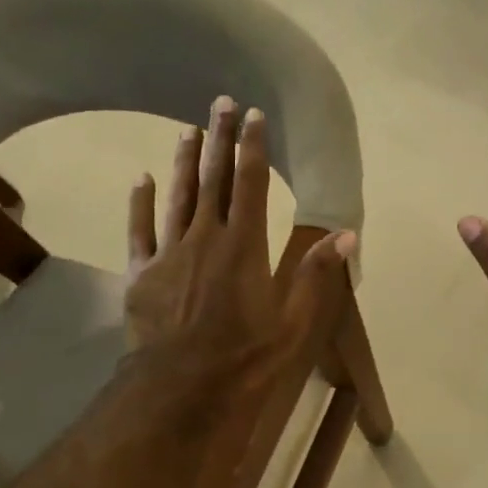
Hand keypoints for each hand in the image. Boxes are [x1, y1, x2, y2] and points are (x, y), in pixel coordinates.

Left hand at [126, 95, 354, 376]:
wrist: (182, 387)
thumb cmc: (245, 356)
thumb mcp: (293, 320)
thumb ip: (315, 273)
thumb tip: (347, 234)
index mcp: (244, 245)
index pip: (251, 184)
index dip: (252, 146)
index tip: (253, 114)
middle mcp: (206, 237)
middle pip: (213, 179)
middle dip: (218, 139)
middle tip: (219, 101)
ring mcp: (169, 252)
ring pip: (177, 196)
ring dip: (183, 161)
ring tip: (187, 129)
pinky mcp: (141, 272)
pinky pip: (139, 229)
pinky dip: (140, 202)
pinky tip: (141, 179)